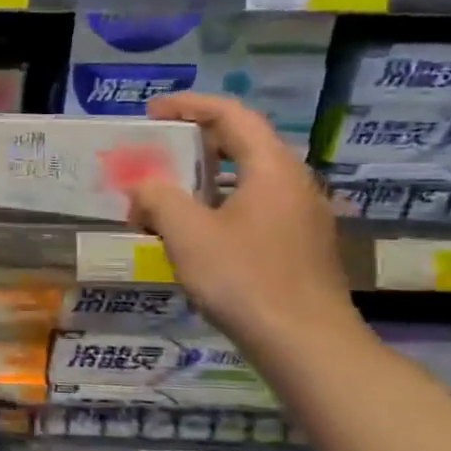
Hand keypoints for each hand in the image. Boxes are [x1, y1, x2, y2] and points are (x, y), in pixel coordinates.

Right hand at [125, 93, 361, 358]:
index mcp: (272, 169)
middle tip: (156, 149)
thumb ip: (159, 198)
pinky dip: (219, 205)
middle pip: (243, 143)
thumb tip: (144, 186)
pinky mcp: (299, 246)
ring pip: (248, 179)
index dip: (189, 105)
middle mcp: (294, 184)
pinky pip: (254, 207)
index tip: (151, 112)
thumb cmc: (245, 280)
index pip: (232, 115)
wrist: (306, 345)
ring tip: (165, 193)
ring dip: (204, 178)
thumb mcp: (187, 234)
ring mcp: (302, 217)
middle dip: (195, 141)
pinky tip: (194, 232)